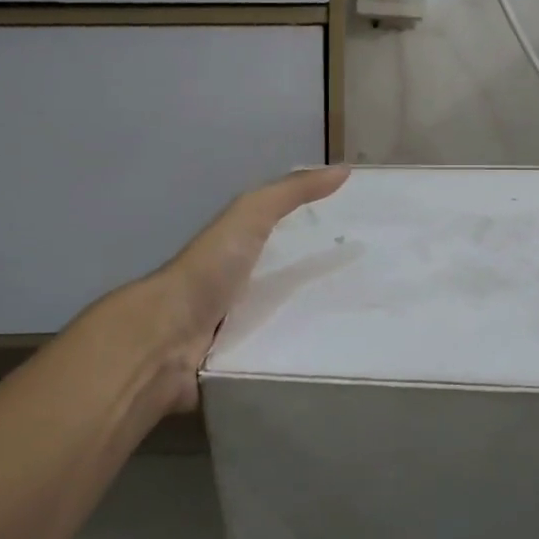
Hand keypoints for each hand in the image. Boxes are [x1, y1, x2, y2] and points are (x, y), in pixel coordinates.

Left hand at [132, 165, 350, 412]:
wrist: (167, 337)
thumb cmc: (209, 270)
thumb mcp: (250, 215)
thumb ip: (290, 192)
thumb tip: (343, 170)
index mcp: (241, 253)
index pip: (288, 243)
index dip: (321, 240)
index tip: (364, 243)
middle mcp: (240, 290)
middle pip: (293, 289)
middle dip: (328, 292)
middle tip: (371, 296)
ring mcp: (239, 332)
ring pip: (290, 329)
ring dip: (319, 332)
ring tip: (364, 334)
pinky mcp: (241, 368)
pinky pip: (280, 363)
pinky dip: (302, 361)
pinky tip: (335, 360)